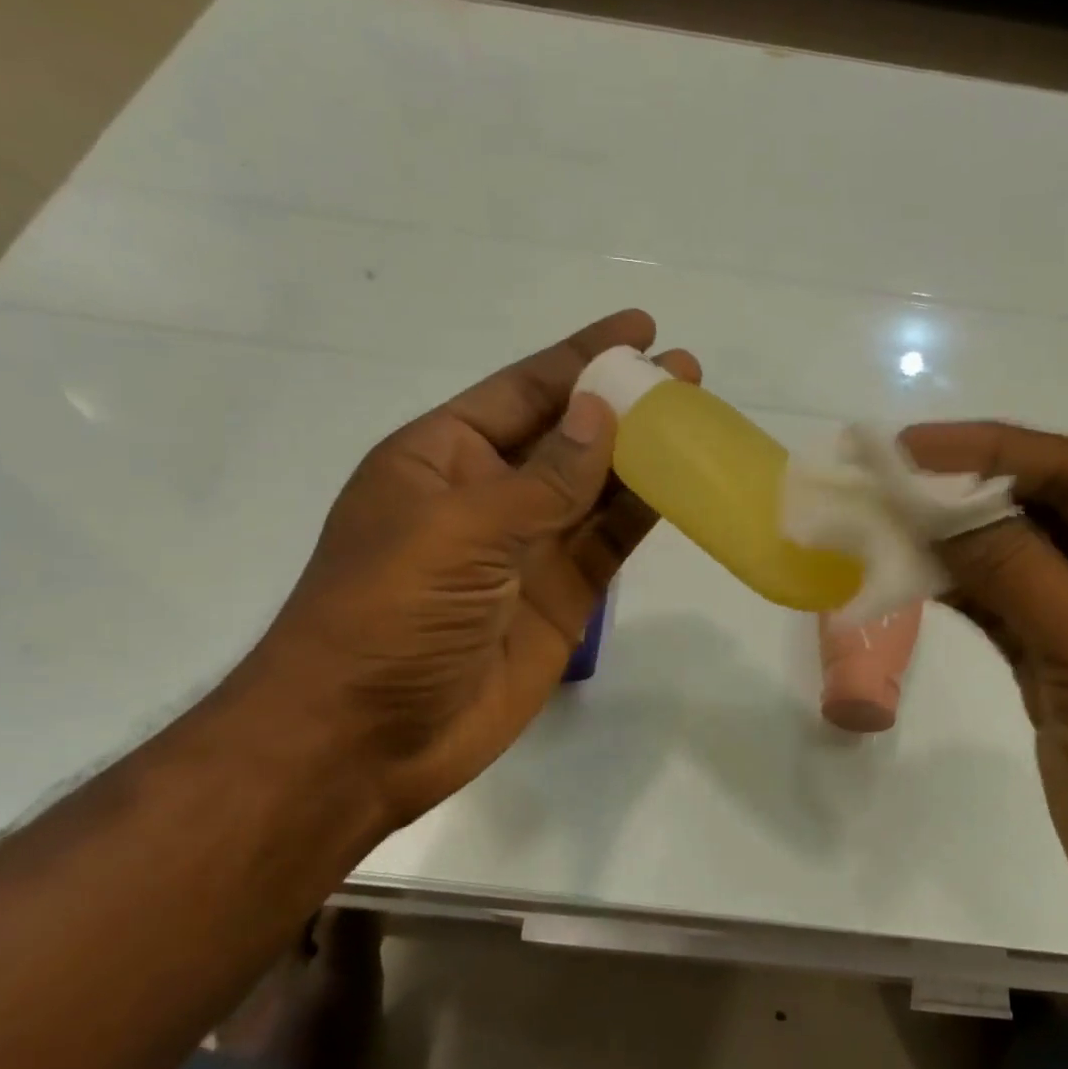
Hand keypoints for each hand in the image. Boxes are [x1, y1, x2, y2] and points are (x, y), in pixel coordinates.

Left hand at [234, 310, 696, 826]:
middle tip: (687, 374)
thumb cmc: (390, 614)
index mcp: (443, 458)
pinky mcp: (564, 595)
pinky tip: (684, 484)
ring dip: (645, 453)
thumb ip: (543, 478)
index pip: (524, 391)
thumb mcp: (461, 530)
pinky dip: (646, 513)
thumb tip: (604, 412)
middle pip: (570, 434)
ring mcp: (530, 547)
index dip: (581, 357)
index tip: (640, 328)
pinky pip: (610, 542)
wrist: (368, 739)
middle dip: (625, 402)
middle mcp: (490, 494)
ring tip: (699, 417)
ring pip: (598, 487)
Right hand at [902, 422, 1067, 976]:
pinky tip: (912, 573)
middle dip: (970, 495)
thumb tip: (940, 505)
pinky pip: (1008, 615)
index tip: (913, 448)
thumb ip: (1020, 571)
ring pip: (1021, 565)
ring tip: (884, 520)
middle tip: (886, 480)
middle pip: (1050, 514)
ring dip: (957, 544)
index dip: (997, 452)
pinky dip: (962, 594)